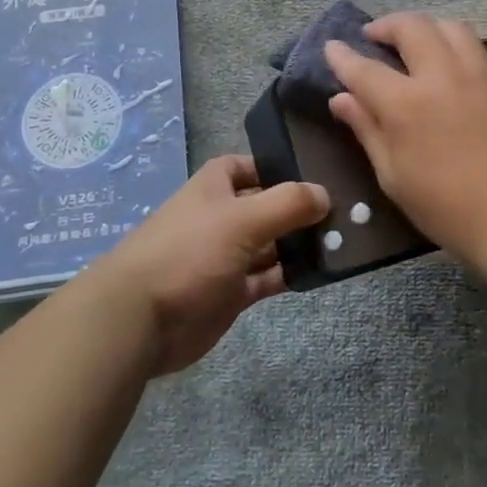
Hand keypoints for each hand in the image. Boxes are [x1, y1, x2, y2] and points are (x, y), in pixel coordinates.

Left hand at [98, 156, 328, 375]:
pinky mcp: (231, 294)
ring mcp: (225, 258)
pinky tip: (321, 271)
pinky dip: (291, 274)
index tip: (313, 171)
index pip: (245, 166)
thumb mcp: (242, 219)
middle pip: (265, 206)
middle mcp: (220, 219)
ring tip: (344, 239)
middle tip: (345, 208)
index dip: (274, 165)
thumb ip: (287, 204)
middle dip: (298, 207)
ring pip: (270, 244)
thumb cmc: (189, 253)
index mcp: (213, 189)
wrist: (141, 321)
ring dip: (299, 242)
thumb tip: (325, 194)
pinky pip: (268, 278)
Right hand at [325, 13, 486, 265]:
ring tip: (415, 43)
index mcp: (407, 104)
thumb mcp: (394, 176)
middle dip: (386, 25)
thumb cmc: (447, 208)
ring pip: (449, 26)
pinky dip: (454, 45)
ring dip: (425, 27)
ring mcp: (479, 74)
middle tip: (374, 37)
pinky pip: (476, 47)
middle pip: (411, 27)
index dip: (342, 56)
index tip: (332, 48)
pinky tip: (450, 66)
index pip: (364, 68)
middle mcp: (442, 76)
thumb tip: (341, 99)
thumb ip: (367, 130)